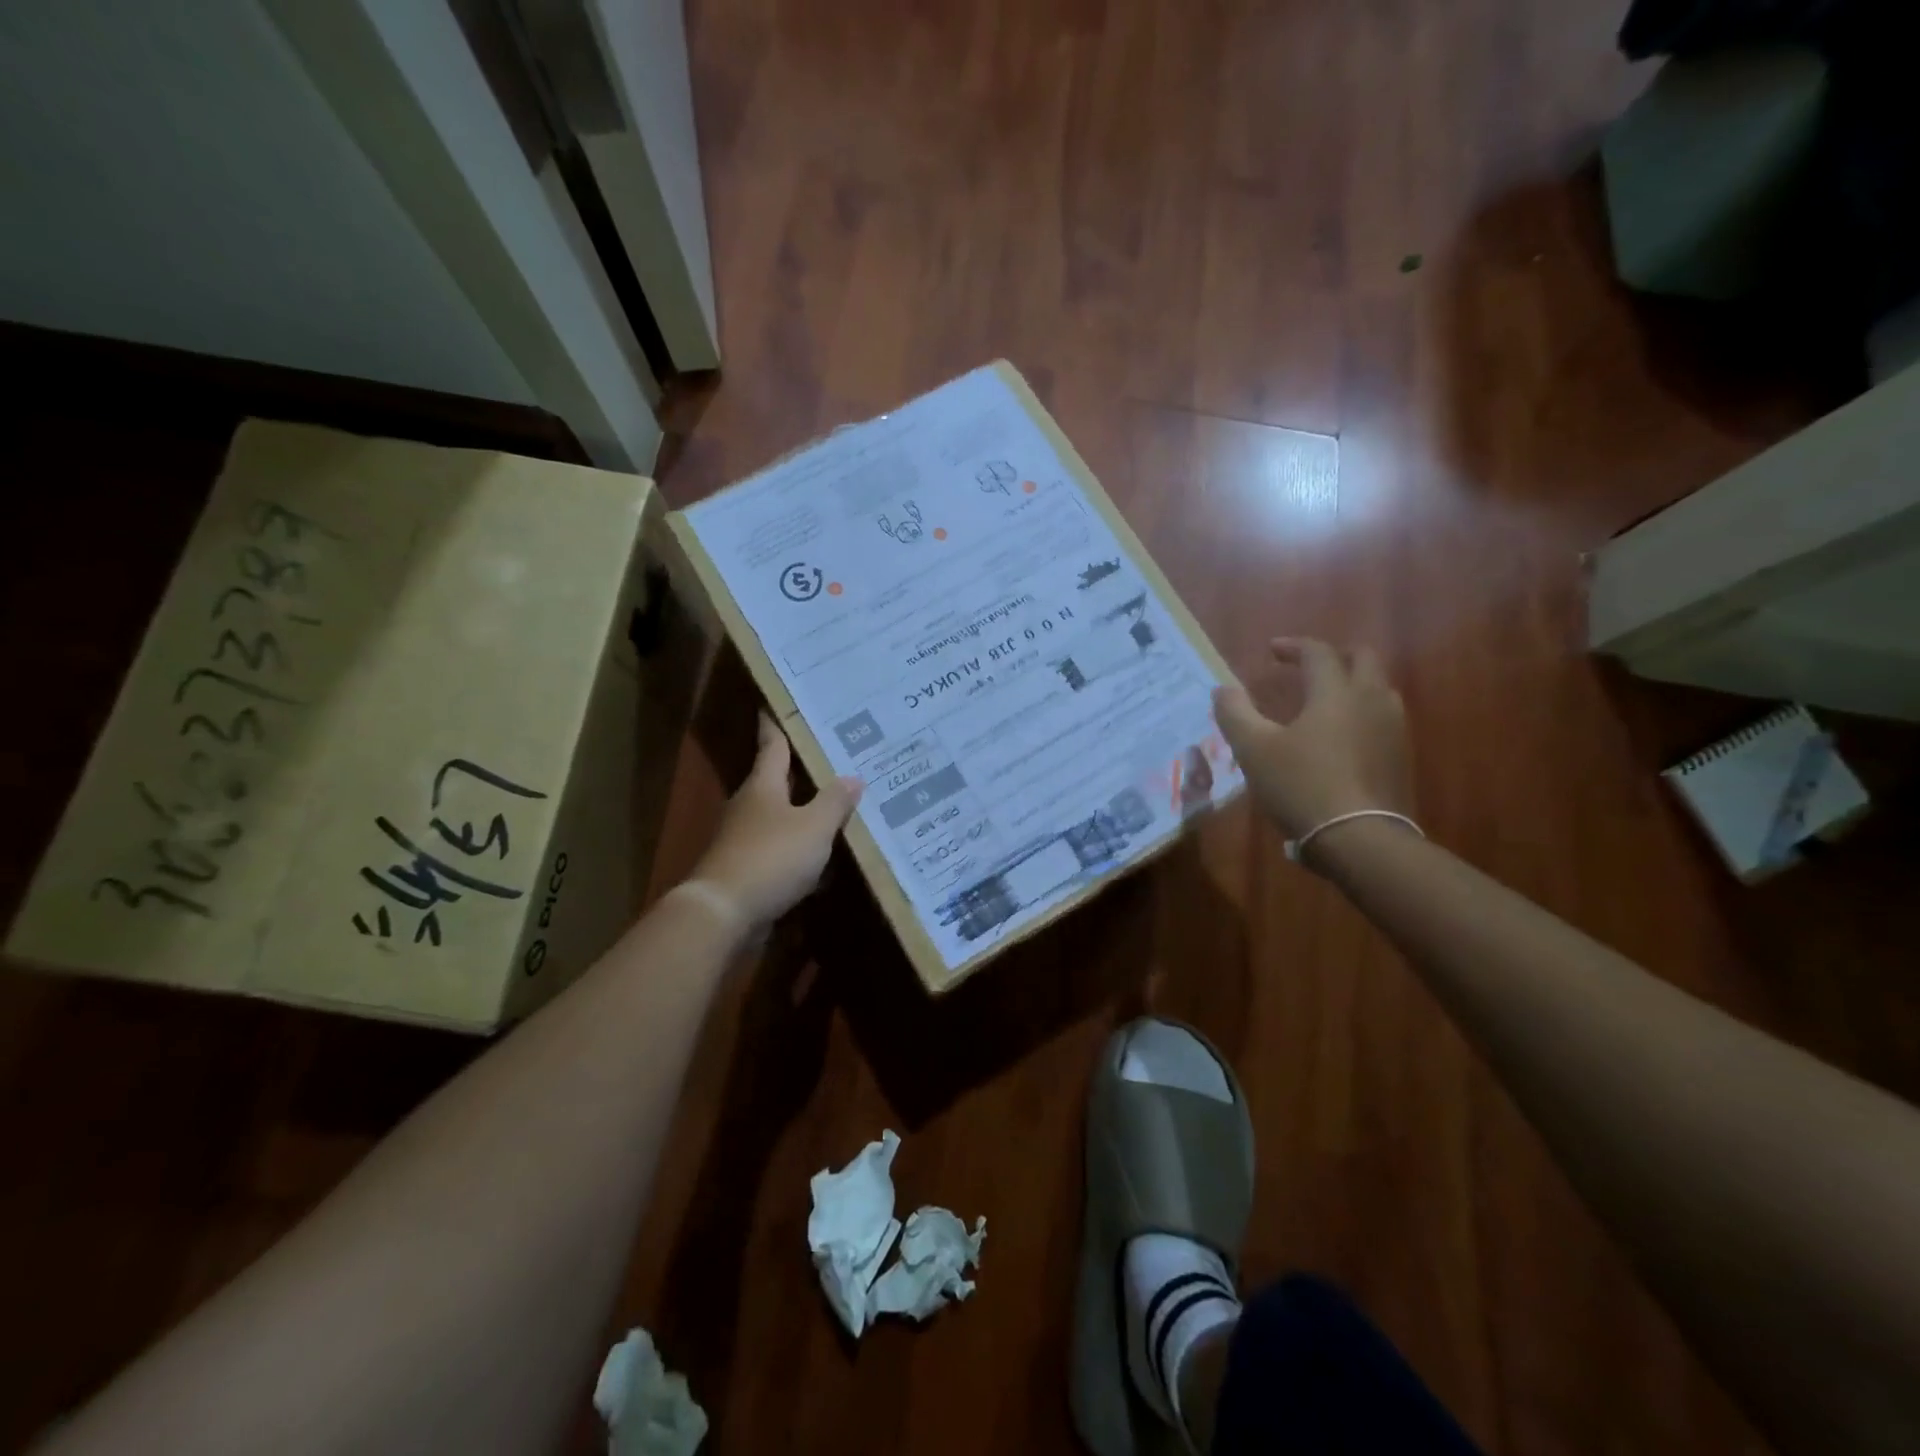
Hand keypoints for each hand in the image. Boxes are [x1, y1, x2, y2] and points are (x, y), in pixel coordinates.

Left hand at [689, 714, 862, 927]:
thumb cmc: (771, 857)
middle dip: (801, 772)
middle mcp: (750, 806)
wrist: (724, 913)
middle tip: (833, 759)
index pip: (772, 745)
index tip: (774, 705)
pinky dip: (800, 851)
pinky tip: (823, 860)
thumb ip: (835, 802)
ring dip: (804, 814)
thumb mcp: (814, 827)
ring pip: (780, 818)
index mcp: (763, 786)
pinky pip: (780, 851)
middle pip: (776, 781)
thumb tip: (853, 777)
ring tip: (837, 808)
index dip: (776, 725)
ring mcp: (744, 839)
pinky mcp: (746, 869)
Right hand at [1212, 638, 1413, 844]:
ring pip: (1378, 688)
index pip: (1318, 652)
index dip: (1293, 646)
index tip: (1271, 651)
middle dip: (1334, 655)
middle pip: (1363, 659)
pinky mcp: (1400, 756)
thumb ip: (1235, 713)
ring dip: (1352, 683)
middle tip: (1307, 666)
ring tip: (1325, 700)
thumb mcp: (1253, 749)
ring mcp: (1392, 728)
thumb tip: (1222, 689)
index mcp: (1335, 692)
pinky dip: (1361, 712)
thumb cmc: (1301, 785)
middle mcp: (1370, 700)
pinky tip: (1341, 735)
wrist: (1358, 838)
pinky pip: (1382, 718)